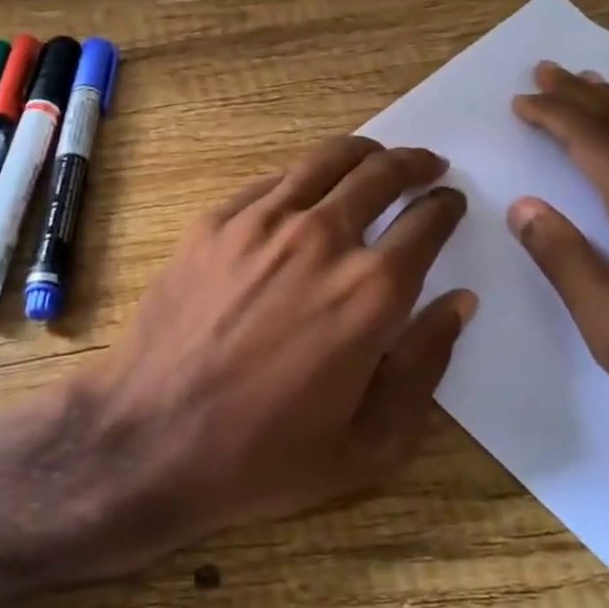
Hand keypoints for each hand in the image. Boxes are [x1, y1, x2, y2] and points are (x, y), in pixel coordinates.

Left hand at [71, 136, 474, 567]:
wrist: (150, 437)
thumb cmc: (264, 454)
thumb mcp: (370, 443)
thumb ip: (425, 365)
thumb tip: (458, 302)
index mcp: (370, 291)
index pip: (427, 223)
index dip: (446, 207)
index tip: (451, 202)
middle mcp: (321, 238)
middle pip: (381, 174)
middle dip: (413, 163)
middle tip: (426, 165)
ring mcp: (261, 222)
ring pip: (326, 161)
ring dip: (363, 153)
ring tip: (375, 157)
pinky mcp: (215, 222)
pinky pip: (272, 181)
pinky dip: (303, 175)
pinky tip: (305, 188)